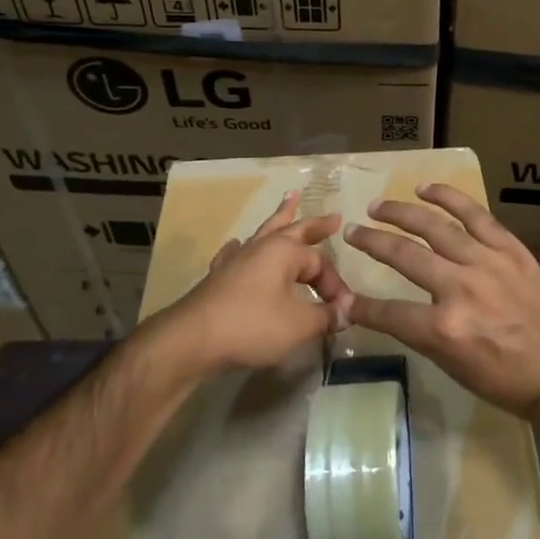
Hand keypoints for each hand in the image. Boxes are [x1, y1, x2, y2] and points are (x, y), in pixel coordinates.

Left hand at [159, 191, 353, 376]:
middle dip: (316, 224)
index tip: (342, 312)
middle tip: (334, 217)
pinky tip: (237, 245)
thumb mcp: (299, 324)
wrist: (193, 340)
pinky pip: (235, 253)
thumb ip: (325, 316)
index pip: (320, 263)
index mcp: (284, 251)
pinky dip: (242, 247)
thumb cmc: (251, 325)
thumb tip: (345, 312)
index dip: (334, 286)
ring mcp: (237, 259)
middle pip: (294, 229)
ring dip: (280, 217)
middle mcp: (261, 247)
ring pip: (264, 232)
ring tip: (290, 198)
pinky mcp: (219, 276)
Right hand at [343, 184, 539, 416]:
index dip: (361, 307)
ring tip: (378, 206)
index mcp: (443, 328)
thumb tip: (381, 313)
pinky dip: (449, 199)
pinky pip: (474, 215)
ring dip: (402, 213)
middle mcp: (460, 288)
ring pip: (435, 227)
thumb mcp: (450, 365)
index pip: (388, 312)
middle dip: (372, 242)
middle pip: (404, 255)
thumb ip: (416, 331)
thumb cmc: (502, 378)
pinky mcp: (509, 249)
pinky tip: (426, 189)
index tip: (344, 298)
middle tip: (352, 231)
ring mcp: (486, 263)